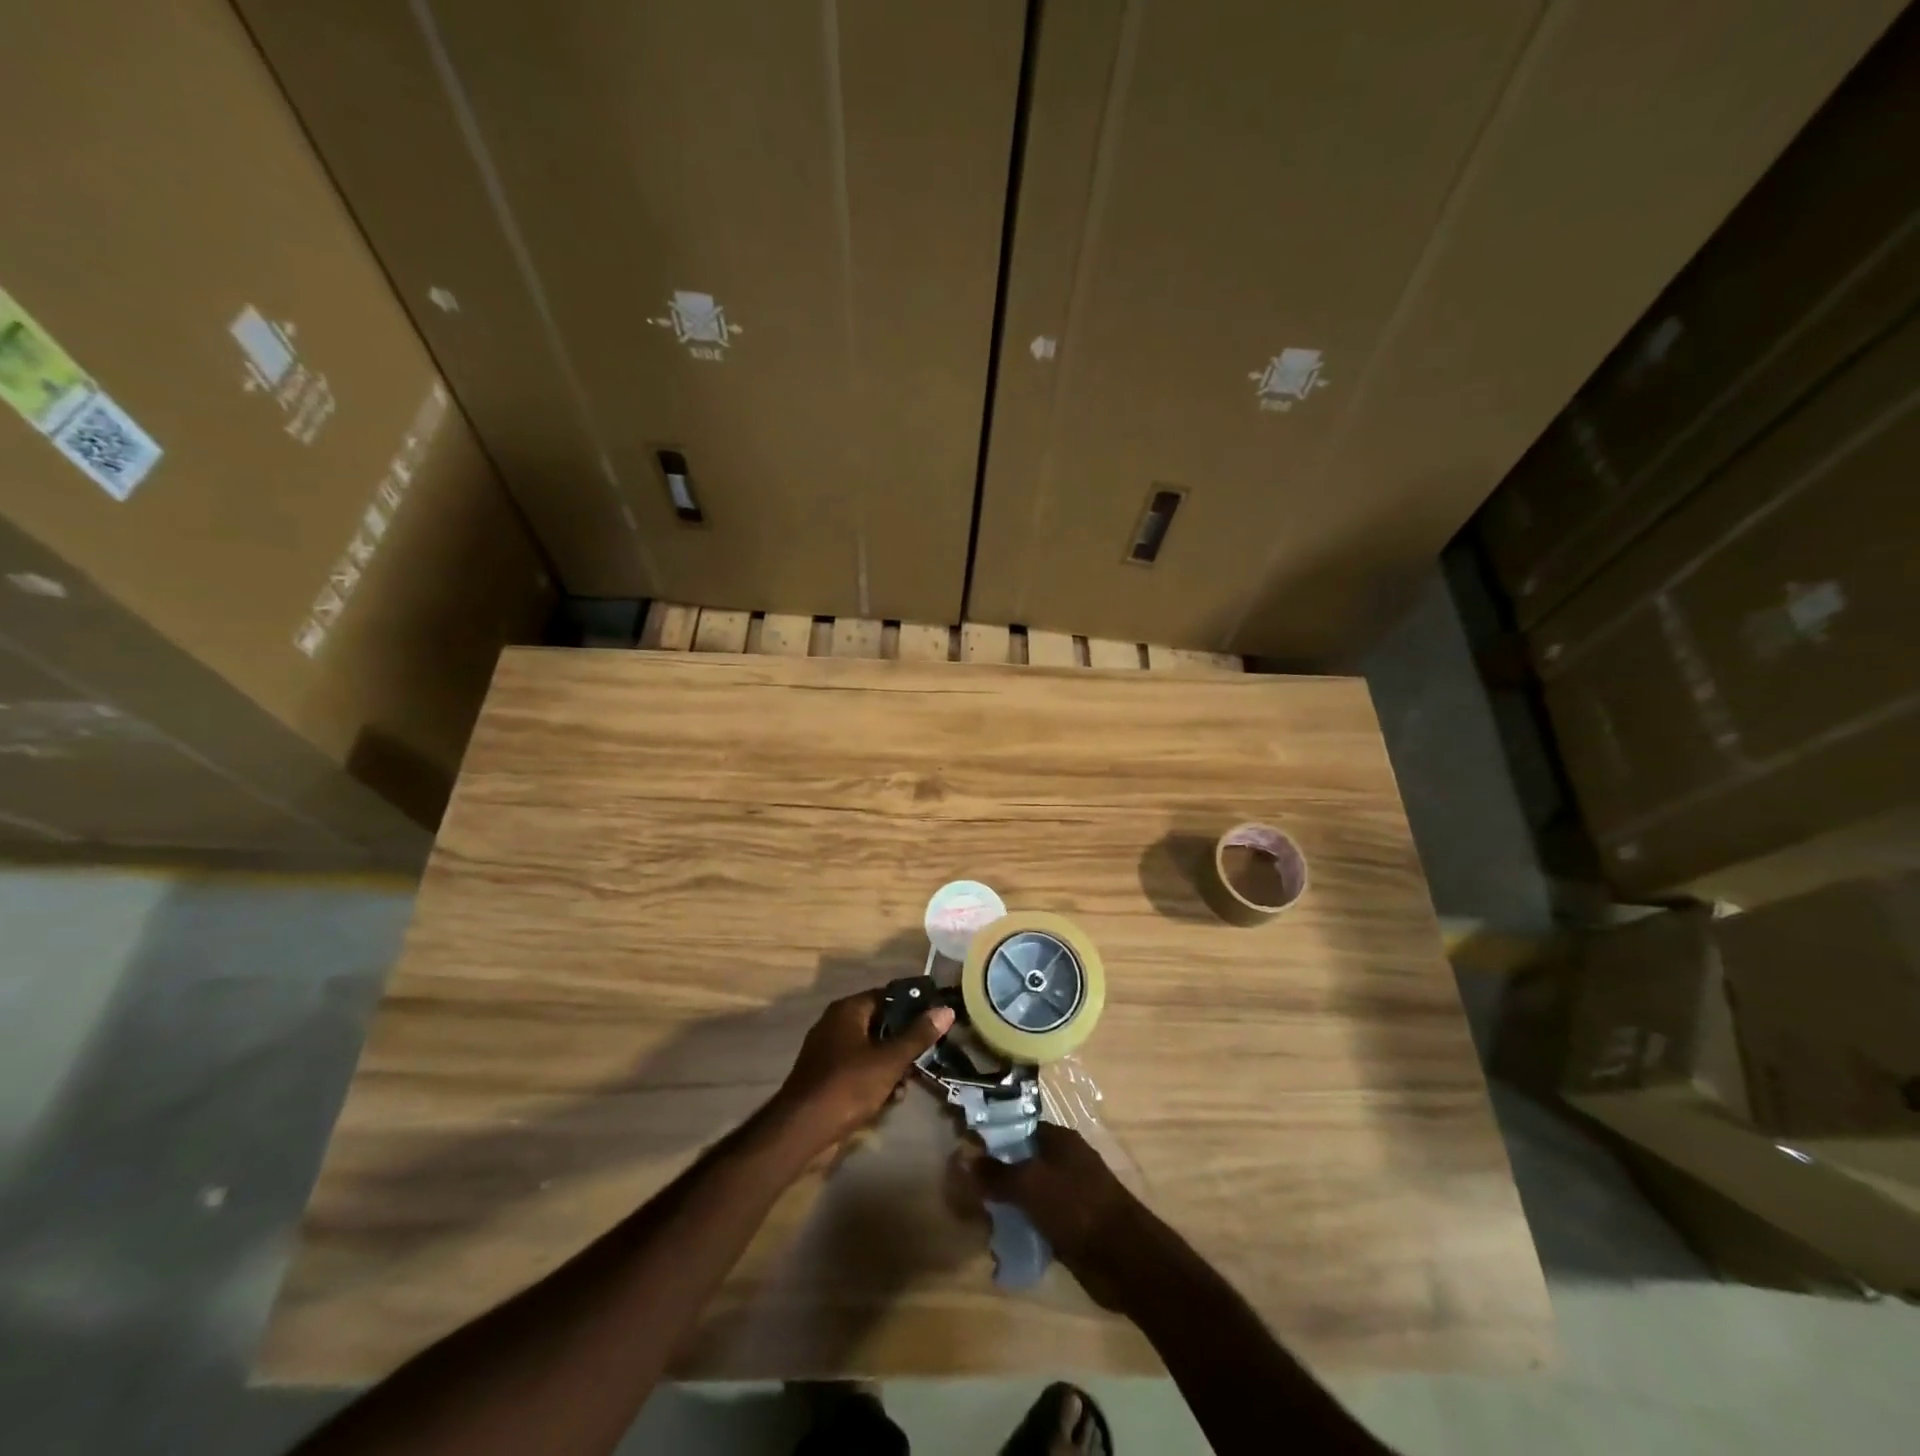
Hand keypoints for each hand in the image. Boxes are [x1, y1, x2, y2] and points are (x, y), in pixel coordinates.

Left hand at [772, 989, 952, 1155]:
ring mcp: (828, 1050)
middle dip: (903, 1042)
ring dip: (891, 1065)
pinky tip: (889, 1099)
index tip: (936, 1019)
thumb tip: (945, 1010)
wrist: (801, 1130)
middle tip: (925, 1057)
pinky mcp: (826, 1076)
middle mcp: (836, 1023)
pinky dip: (874, 1079)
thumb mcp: (889, 1060)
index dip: (914, 1006)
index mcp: (848, 1010)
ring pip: (871, 1049)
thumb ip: (918, 1035)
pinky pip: (858, 1069)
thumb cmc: (847, 1086)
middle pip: (880, 1023)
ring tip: (907, 1084)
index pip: (888, 996)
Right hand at [962, 1122, 1143, 1309]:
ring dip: (1005, 1205)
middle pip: (1021, 1162)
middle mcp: (1063, 1162)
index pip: (1017, 1129)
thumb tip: (963, 1158)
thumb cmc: (1076, 1207)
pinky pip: (1036, 1221)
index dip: (991, 1138)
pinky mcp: (1070, 1227)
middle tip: (963, 1189)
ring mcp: (1068, 1195)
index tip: (963, 1150)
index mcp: (1058, 1140)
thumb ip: (996, 1173)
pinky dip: (1020, 1228)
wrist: (1123, 1258)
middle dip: (994, 1175)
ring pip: (1027, 1194)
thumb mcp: (1030, 1185)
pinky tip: (998, 1242)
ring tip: (975, 1217)